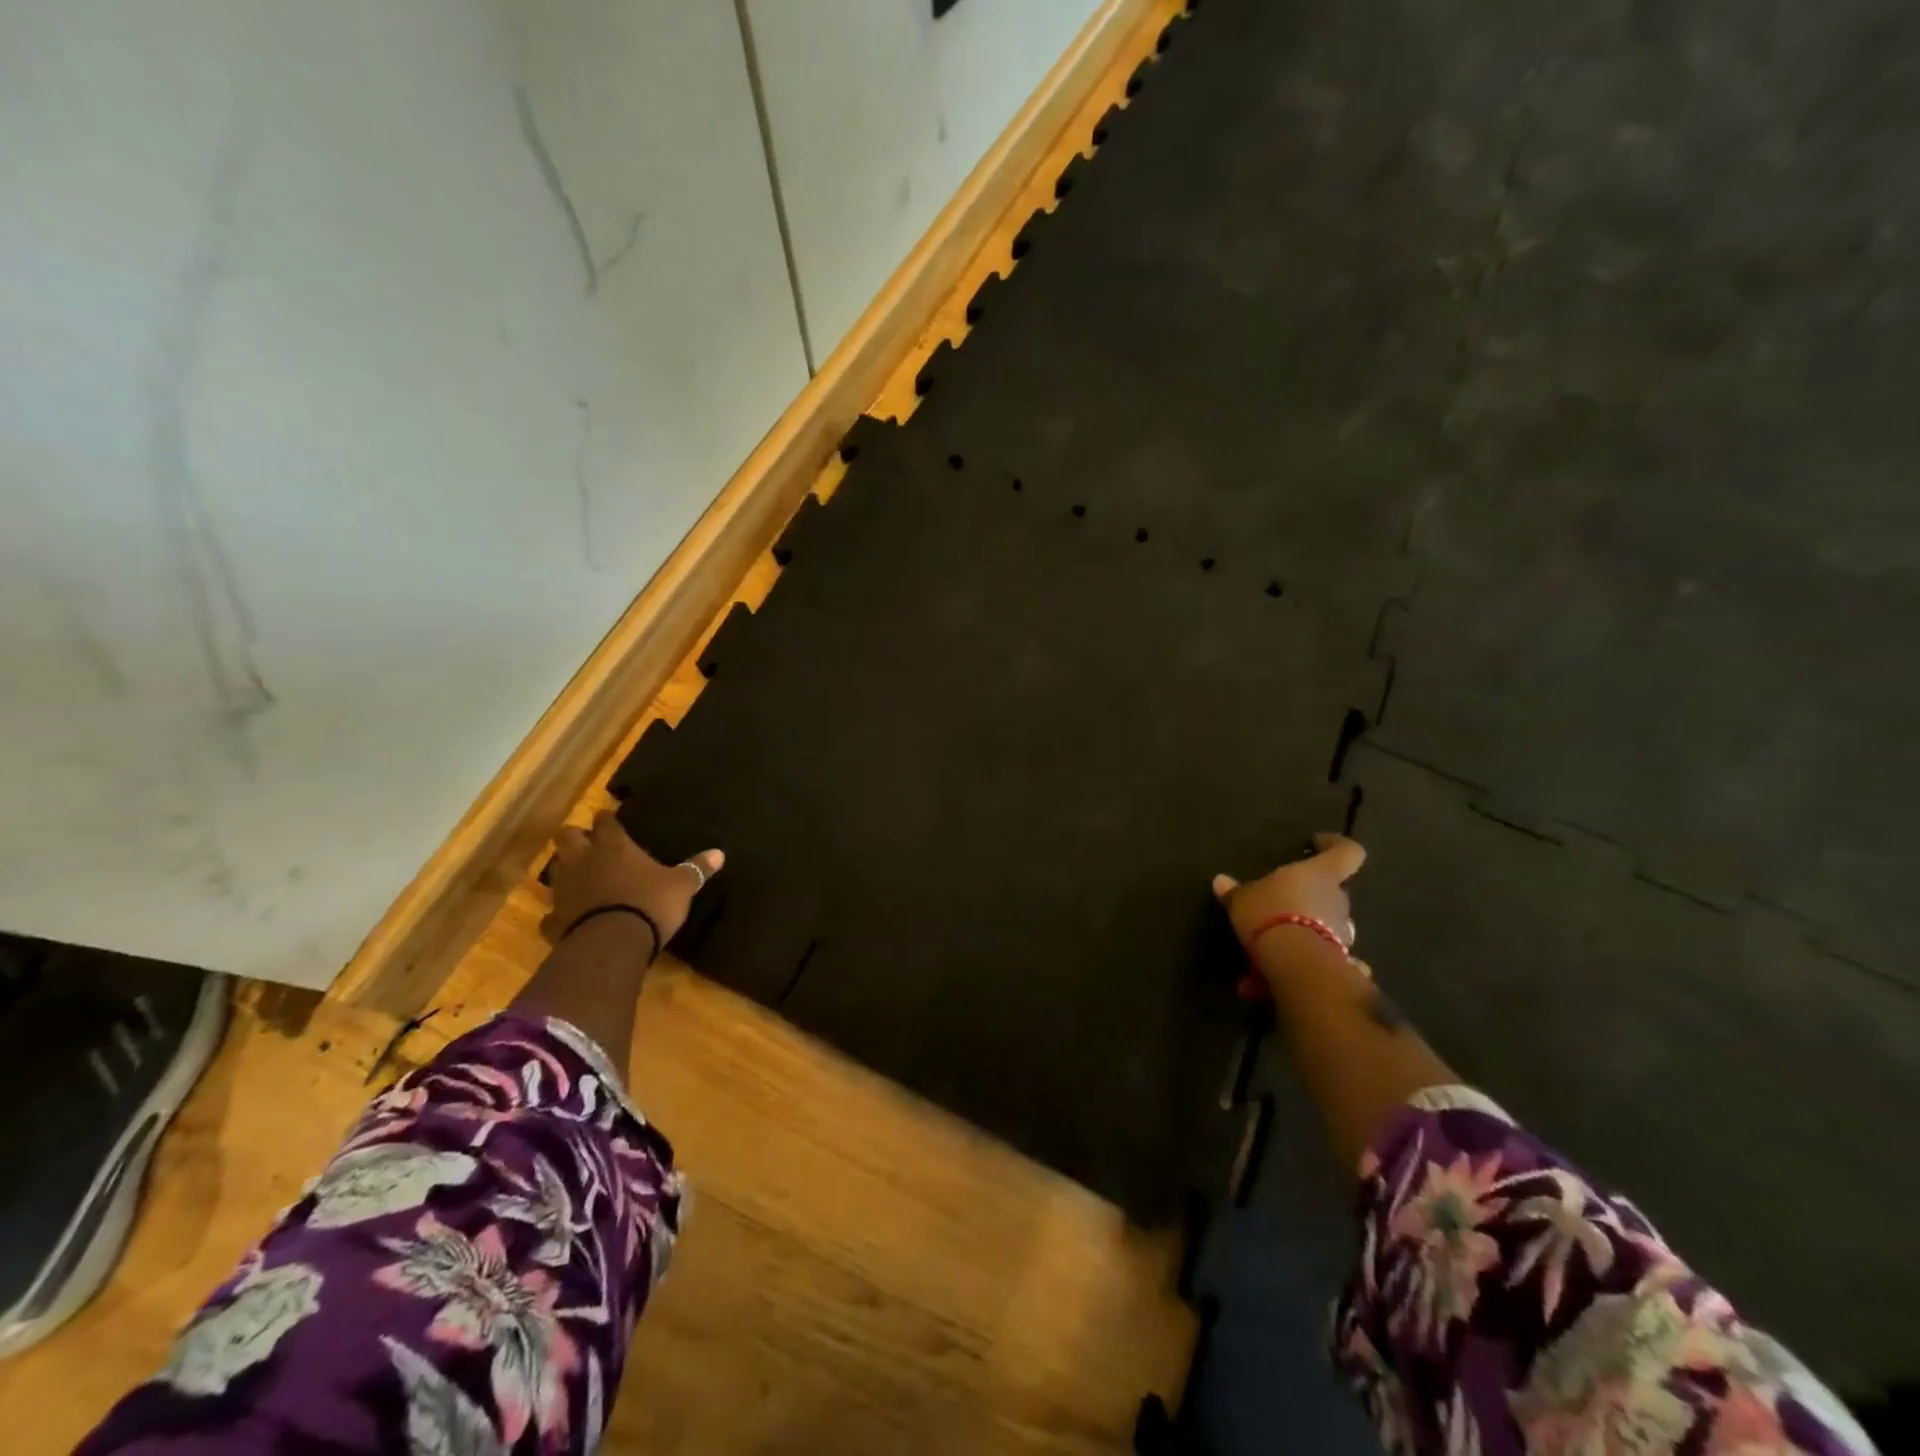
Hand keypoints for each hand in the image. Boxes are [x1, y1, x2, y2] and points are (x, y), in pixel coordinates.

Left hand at [543, 811, 723, 949]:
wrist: (611, 944)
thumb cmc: (649, 904)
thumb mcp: (681, 886)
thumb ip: (696, 869)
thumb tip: (720, 853)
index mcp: (614, 847)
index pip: (605, 822)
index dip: (607, 819)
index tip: (610, 819)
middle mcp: (584, 861)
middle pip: (567, 837)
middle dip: (575, 837)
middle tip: (588, 844)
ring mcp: (565, 890)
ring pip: (555, 871)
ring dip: (566, 872)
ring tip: (581, 879)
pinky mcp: (554, 920)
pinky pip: (552, 913)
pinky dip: (559, 914)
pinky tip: (569, 919)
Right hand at [1212, 832, 1365, 955]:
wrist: (1295, 961)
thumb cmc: (1270, 912)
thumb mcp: (1243, 899)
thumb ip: (1235, 891)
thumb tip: (1220, 881)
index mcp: (1321, 873)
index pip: (1348, 852)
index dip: (1336, 845)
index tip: (1319, 843)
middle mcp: (1338, 898)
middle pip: (1332, 889)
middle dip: (1311, 893)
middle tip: (1283, 899)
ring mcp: (1342, 930)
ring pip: (1327, 919)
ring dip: (1308, 922)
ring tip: (1278, 933)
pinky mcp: (1339, 957)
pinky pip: (1321, 947)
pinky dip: (1306, 949)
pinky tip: (1283, 959)